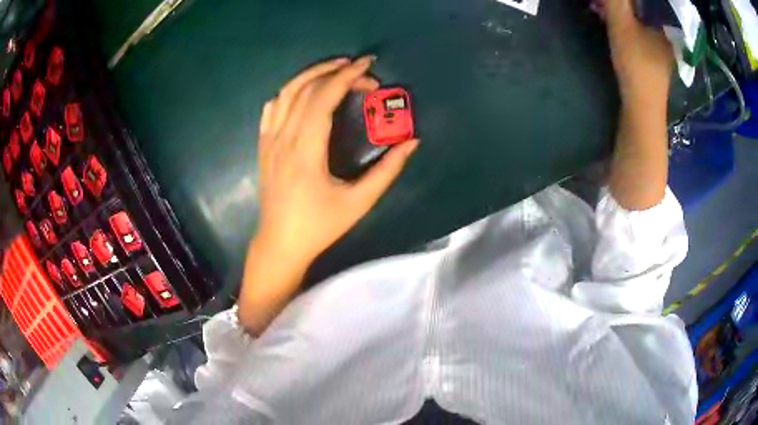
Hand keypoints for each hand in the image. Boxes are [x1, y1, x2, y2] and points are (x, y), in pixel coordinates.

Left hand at [255, 56, 417, 265]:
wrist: (280, 243)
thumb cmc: (319, 226)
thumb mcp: (359, 202)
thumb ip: (387, 170)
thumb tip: (412, 142)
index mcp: (305, 150)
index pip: (324, 97)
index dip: (347, 76)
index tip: (369, 65)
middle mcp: (283, 138)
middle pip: (306, 88)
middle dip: (336, 72)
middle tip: (362, 72)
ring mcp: (269, 140)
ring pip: (286, 92)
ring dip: (312, 75)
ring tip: (336, 69)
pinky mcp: (263, 145)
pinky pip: (272, 108)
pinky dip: (290, 91)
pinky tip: (305, 92)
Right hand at [593, 0, 672, 103]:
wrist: (642, 110)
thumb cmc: (637, 66)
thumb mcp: (623, 27)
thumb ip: (615, 1)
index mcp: (665, 28)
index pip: (646, 2)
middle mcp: (666, 36)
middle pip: (641, 9)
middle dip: (619, 2)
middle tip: (600, 1)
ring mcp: (659, 49)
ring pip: (637, 20)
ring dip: (617, 11)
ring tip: (598, 8)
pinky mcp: (651, 58)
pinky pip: (636, 30)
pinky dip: (622, 23)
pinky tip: (608, 22)